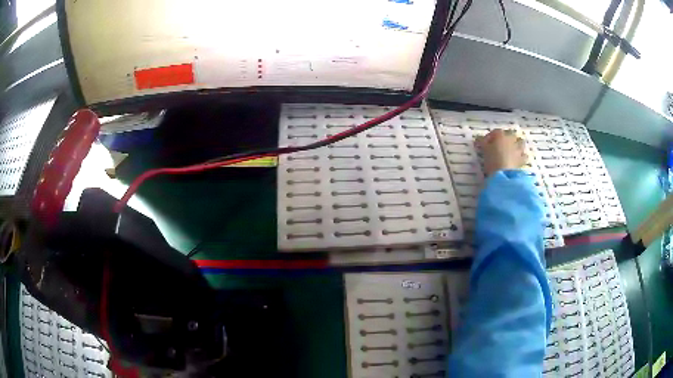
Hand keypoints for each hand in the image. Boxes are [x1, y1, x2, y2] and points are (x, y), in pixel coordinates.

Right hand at [475, 129, 526, 176]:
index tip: (485, 142)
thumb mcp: (484, 150)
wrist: (504, 174)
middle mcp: (511, 139)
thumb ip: (482, 142)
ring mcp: (518, 149)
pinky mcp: (522, 159)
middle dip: (506, 139)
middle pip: (510, 135)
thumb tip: (479, 138)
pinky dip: (521, 156)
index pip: (496, 131)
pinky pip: (524, 155)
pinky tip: (518, 159)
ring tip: (512, 150)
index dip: (490, 136)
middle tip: (500, 145)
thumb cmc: (492, 160)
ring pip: (520, 143)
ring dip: (517, 145)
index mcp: (501, 135)